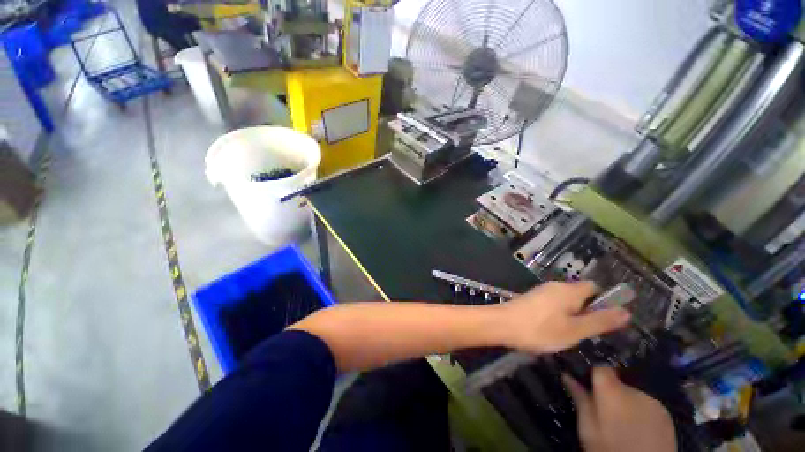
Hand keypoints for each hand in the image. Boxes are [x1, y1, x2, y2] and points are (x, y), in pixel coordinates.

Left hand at [495, 281, 630, 353]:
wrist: (502, 324)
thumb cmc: (541, 329)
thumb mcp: (575, 330)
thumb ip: (600, 321)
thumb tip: (626, 311)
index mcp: (569, 290)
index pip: (595, 287)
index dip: (605, 301)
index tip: (607, 321)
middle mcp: (555, 286)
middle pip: (580, 294)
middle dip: (588, 311)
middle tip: (589, 333)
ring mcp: (541, 291)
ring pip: (566, 300)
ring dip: (573, 314)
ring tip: (572, 334)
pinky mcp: (532, 298)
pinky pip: (553, 304)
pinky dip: (559, 314)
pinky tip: (554, 329)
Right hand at [563, 367, 676, 451]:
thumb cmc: (610, 449)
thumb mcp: (588, 428)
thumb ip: (580, 399)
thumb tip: (567, 375)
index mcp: (612, 390)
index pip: (600, 367)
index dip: (592, 372)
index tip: (584, 382)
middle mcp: (635, 390)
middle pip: (617, 382)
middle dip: (609, 392)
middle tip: (602, 412)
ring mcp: (654, 403)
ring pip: (632, 395)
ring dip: (625, 403)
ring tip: (621, 425)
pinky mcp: (667, 416)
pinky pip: (647, 406)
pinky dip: (640, 413)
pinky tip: (637, 430)